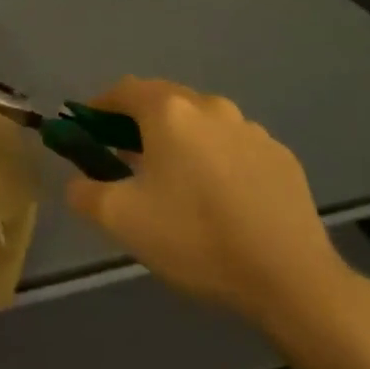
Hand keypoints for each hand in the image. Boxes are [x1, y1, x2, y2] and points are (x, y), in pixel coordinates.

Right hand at [66, 77, 367, 341]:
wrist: (290, 278)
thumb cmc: (195, 238)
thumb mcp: (120, 220)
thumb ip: (85, 193)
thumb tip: (79, 183)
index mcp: (169, 112)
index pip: (124, 90)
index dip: (99, 106)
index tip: (88, 130)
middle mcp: (211, 107)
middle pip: (164, 100)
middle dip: (139, 122)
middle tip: (125, 158)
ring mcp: (251, 130)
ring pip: (202, 123)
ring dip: (181, 139)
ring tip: (176, 181)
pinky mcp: (281, 156)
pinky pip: (234, 146)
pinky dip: (216, 159)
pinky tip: (219, 198)